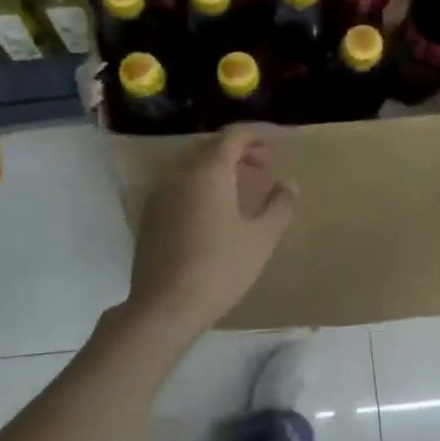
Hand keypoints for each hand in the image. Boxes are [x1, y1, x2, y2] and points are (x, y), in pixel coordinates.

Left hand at [126, 127, 296, 336]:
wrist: (165, 306)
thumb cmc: (220, 269)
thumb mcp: (261, 239)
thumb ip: (279, 206)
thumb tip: (288, 185)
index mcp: (208, 172)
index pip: (235, 136)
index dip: (261, 134)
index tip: (281, 143)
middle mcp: (179, 174)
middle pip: (212, 148)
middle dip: (242, 151)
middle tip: (267, 166)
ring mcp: (160, 195)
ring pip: (194, 167)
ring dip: (222, 169)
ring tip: (246, 188)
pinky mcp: (151, 217)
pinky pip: (181, 187)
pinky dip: (204, 186)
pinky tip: (217, 212)